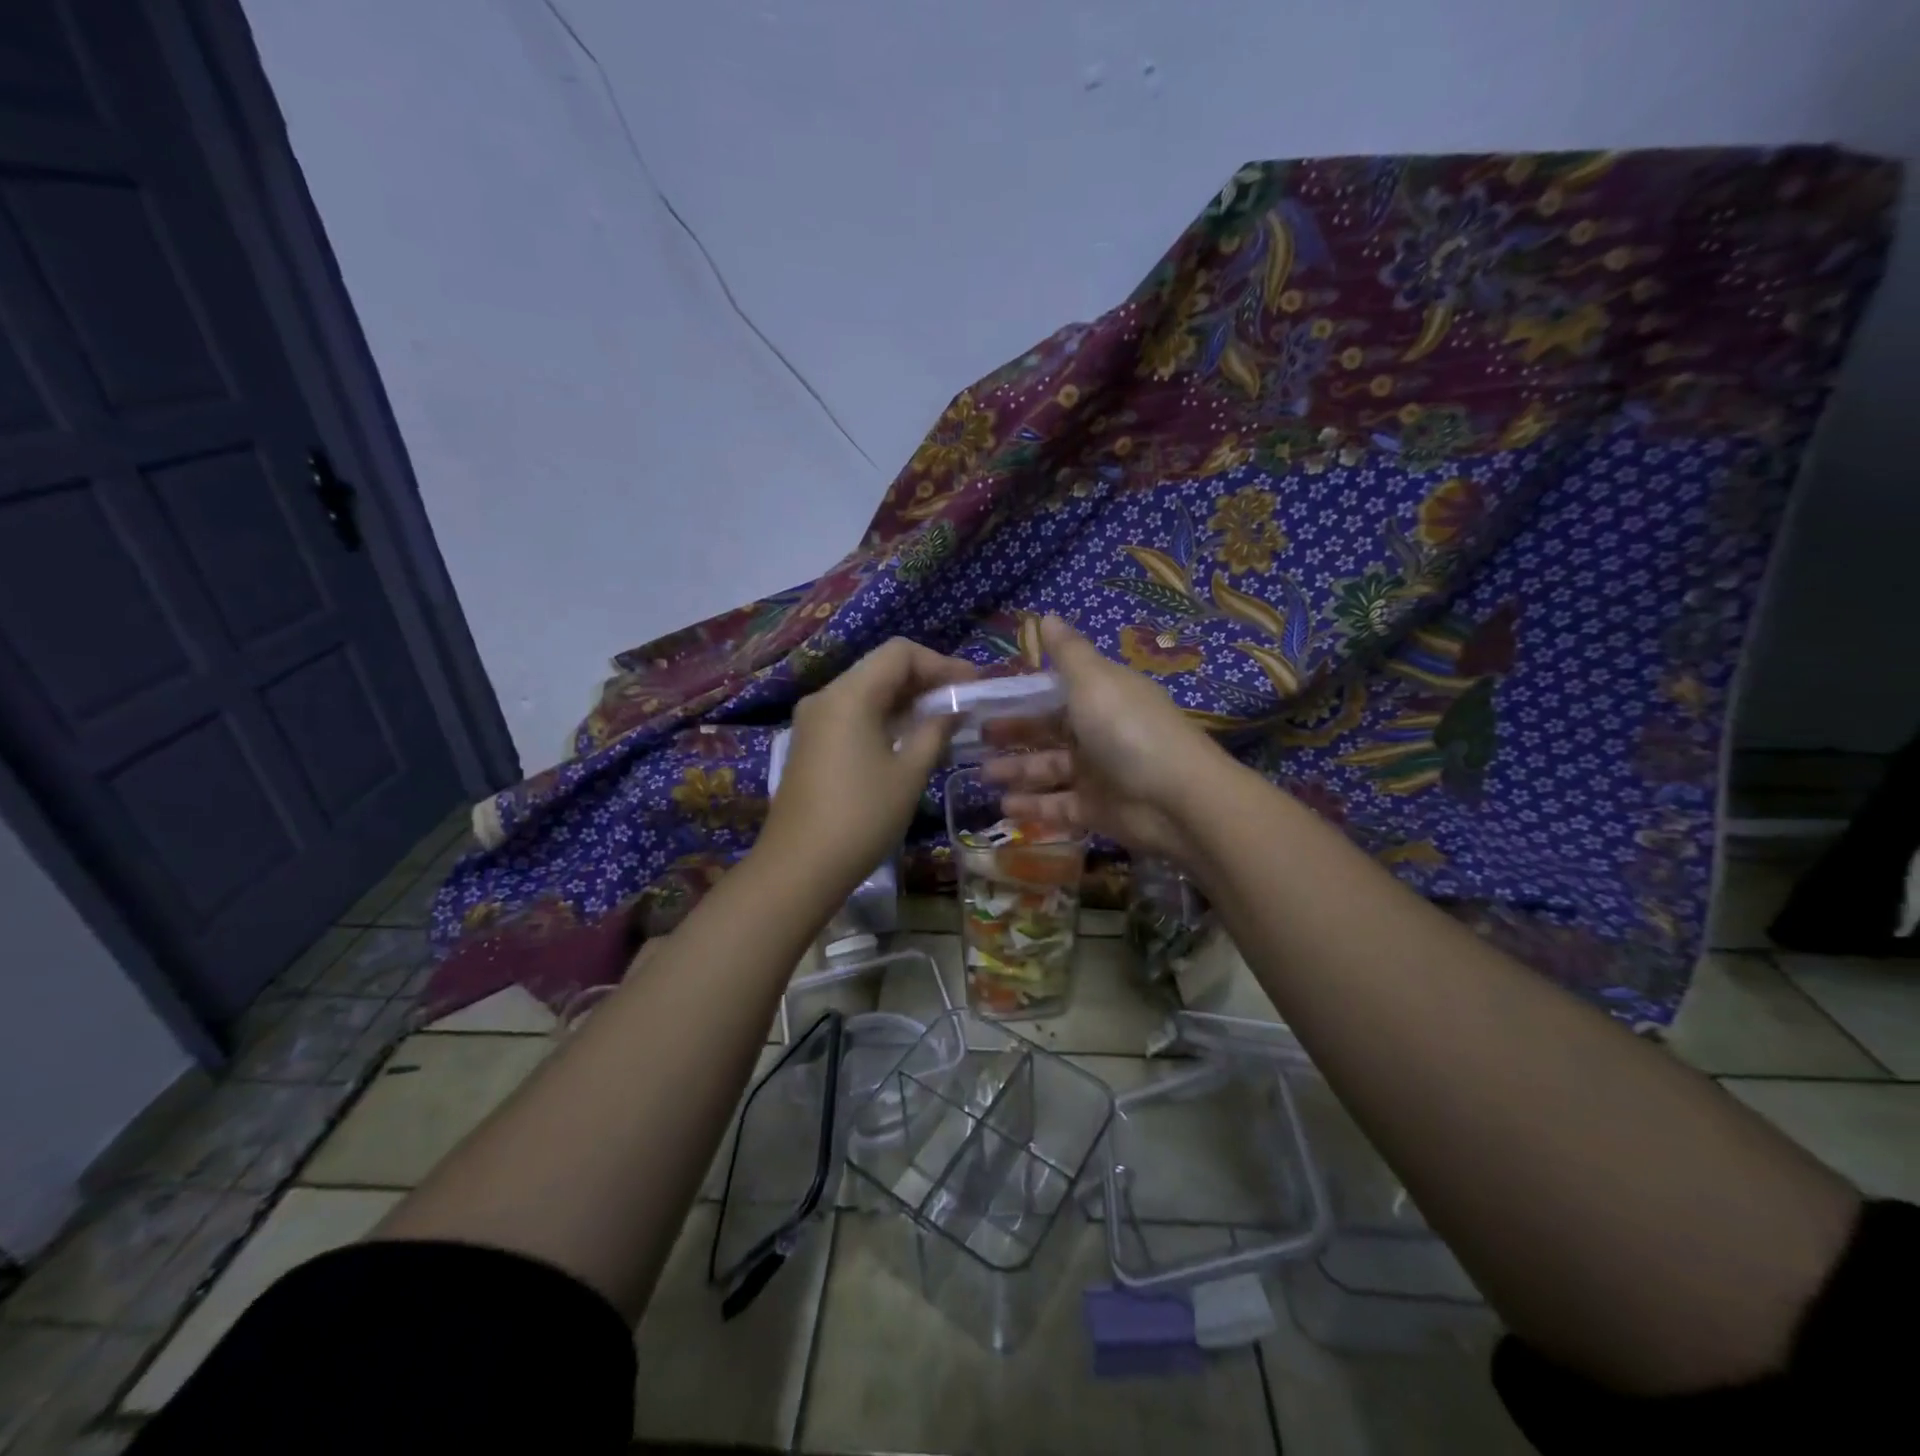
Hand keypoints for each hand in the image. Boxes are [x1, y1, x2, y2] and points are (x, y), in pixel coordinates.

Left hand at [757, 637, 976, 895]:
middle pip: (881, 668)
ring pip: (866, 692)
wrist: (799, 867)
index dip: (940, 663)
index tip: (971, 686)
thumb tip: (953, 710)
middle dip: (924, 681)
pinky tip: (908, 742)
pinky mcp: (810, 744)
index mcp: (850, 694)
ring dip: (905, 702)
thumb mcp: (909, 773)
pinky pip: (852, 715)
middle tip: (961, 705)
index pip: (899, 653)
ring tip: (942, 725)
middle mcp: (826, 697)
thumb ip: (935, 731)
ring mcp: (813, 721)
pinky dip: (883, 718)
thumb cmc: (862, 817)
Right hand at [985, 616, 1228, 862]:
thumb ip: (1067, 652)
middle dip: (1012, 734)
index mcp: (1101, 697)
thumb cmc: (1128, 730)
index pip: (1056, 691)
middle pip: (1047, 731)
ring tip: (982, 775)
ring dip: (1016, 771)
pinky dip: (1032, 806)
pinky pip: (1057, 806)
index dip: (1022, 695)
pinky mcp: (1096, 810)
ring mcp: (1098, 773)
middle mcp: (1098, 733)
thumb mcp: (1094, 681)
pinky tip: (1004, 806)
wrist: (1176, 799)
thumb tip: (1047, 615)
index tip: (987, 698)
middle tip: (976, 738)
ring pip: (1048, 769)